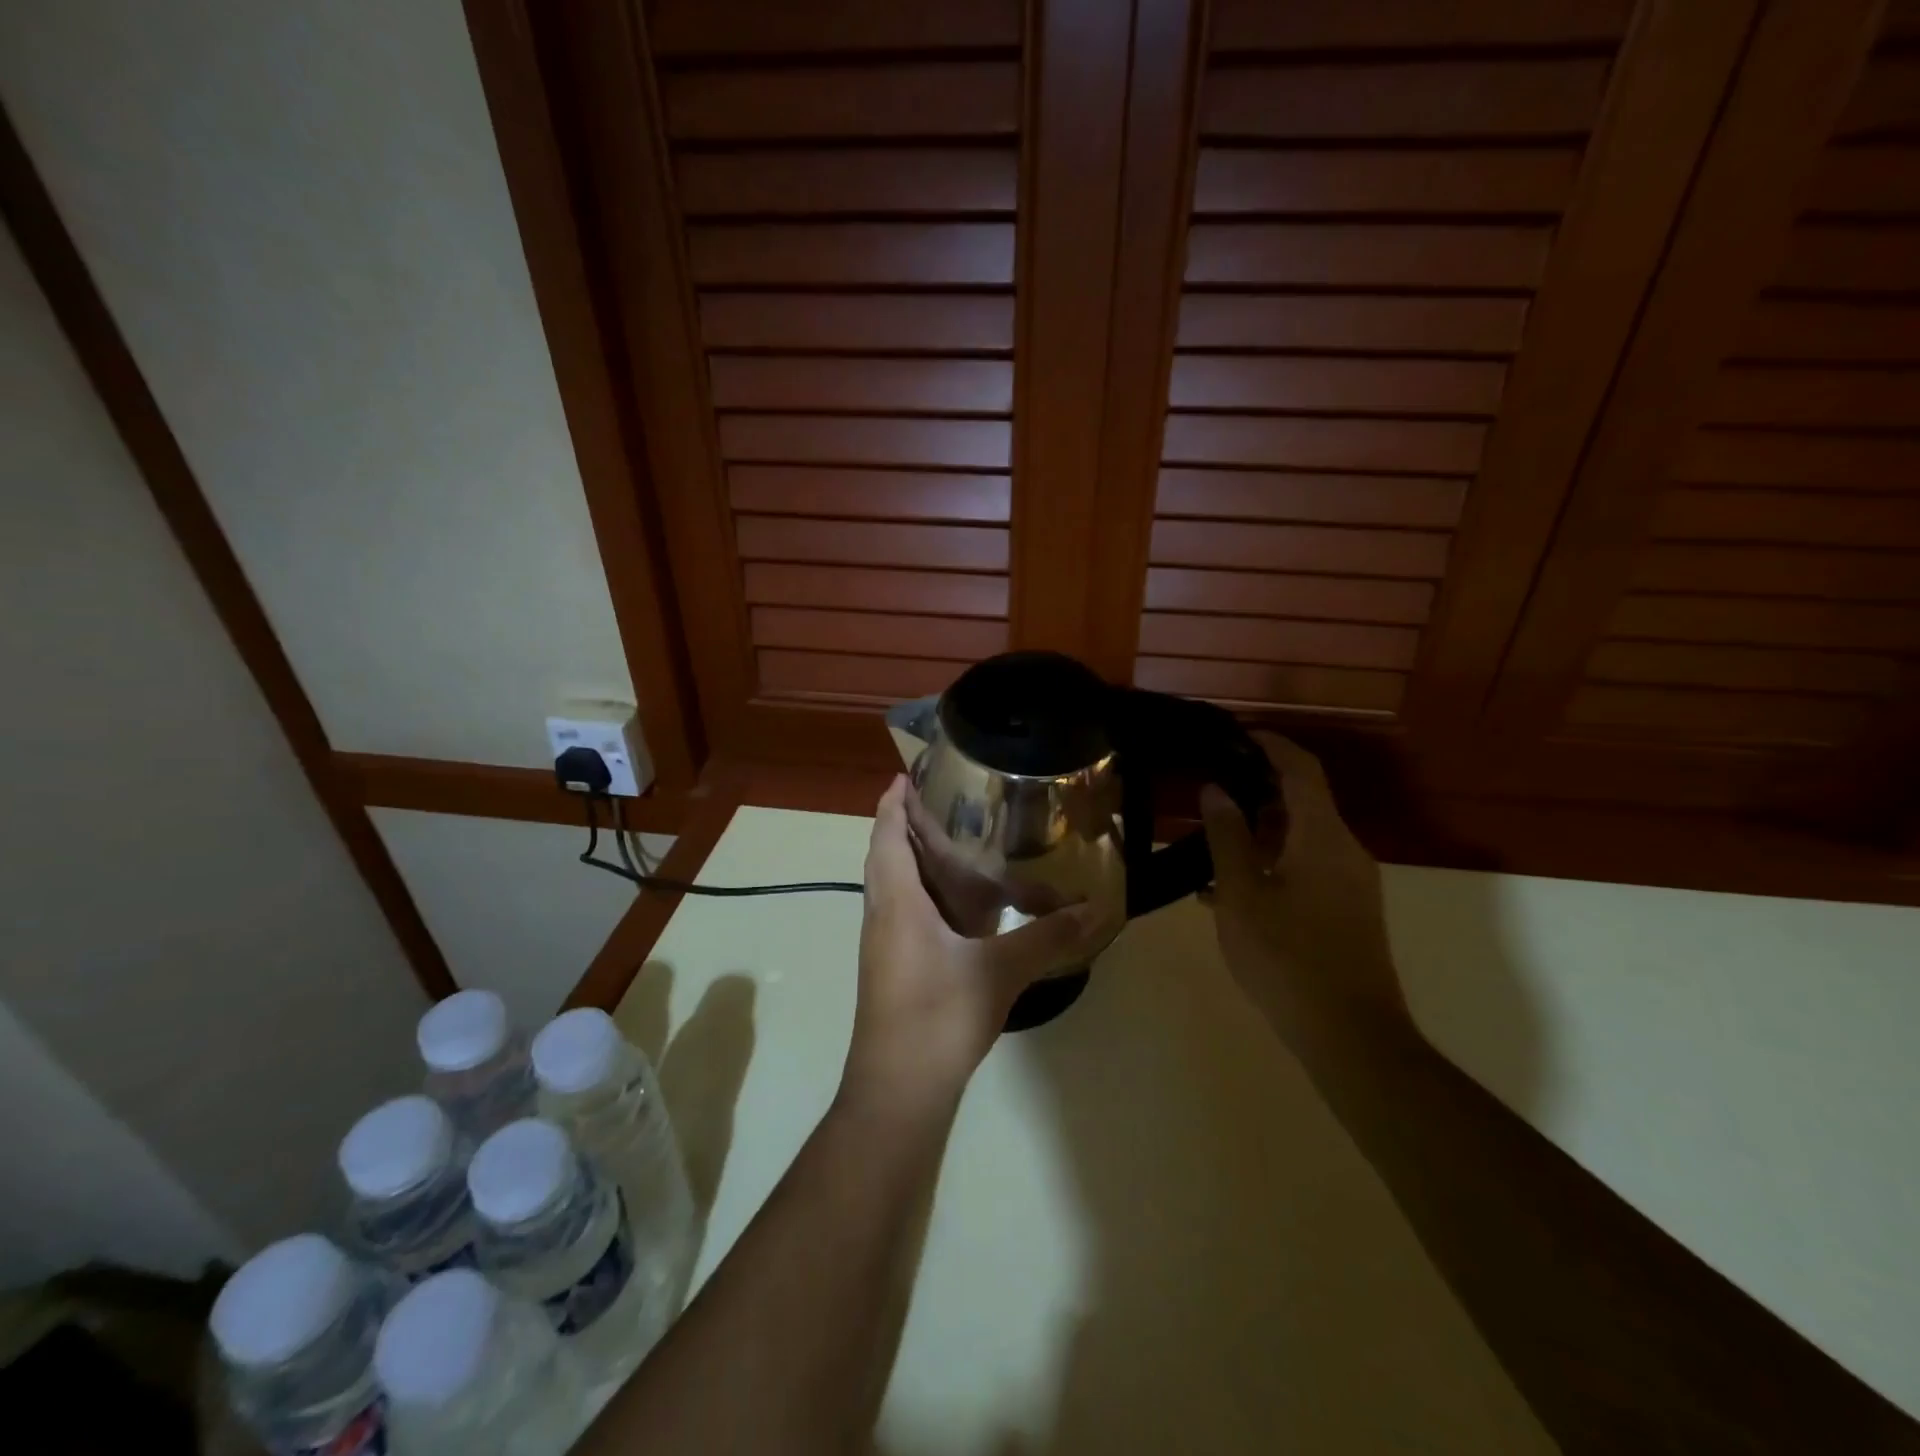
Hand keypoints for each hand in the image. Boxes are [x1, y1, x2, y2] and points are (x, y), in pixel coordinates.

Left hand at [846, 776, 1108, 1114]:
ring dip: (915, 862)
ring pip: (895, 887)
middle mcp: (883, 915)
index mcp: (897, 902)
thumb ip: (1046, 937)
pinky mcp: (892, 968)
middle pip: (887, 856)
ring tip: (954, 846)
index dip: (892, 803)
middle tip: (943, 804)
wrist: (898, 1089)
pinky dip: (926, 895)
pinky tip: (960, 907)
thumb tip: (1094, 909)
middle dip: (906, 826)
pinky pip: (905, 913)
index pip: (886, 836)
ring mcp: (884, 944)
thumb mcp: (999, 972)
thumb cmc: (939, 1017)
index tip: (905, 776)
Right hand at [1200, 735, 1407, 1055]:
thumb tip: (1216, 789)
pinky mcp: (1350, 911)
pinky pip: (1309, 866)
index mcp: (1322, 837)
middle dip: (1258, 787)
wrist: (1351, 1036)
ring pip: (1304, 836)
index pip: (1301, 769)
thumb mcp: (1242, 894)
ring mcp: (1353, 883)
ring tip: (1213, 839)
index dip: (1270, 744)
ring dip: (1262, 829)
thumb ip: (1227, 838)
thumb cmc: (1287, 958)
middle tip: (1212, 788)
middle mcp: (1345, 850)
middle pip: (1304, 800)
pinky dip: (1274, 860)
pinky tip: (1234, 888)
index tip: (1234, 734)